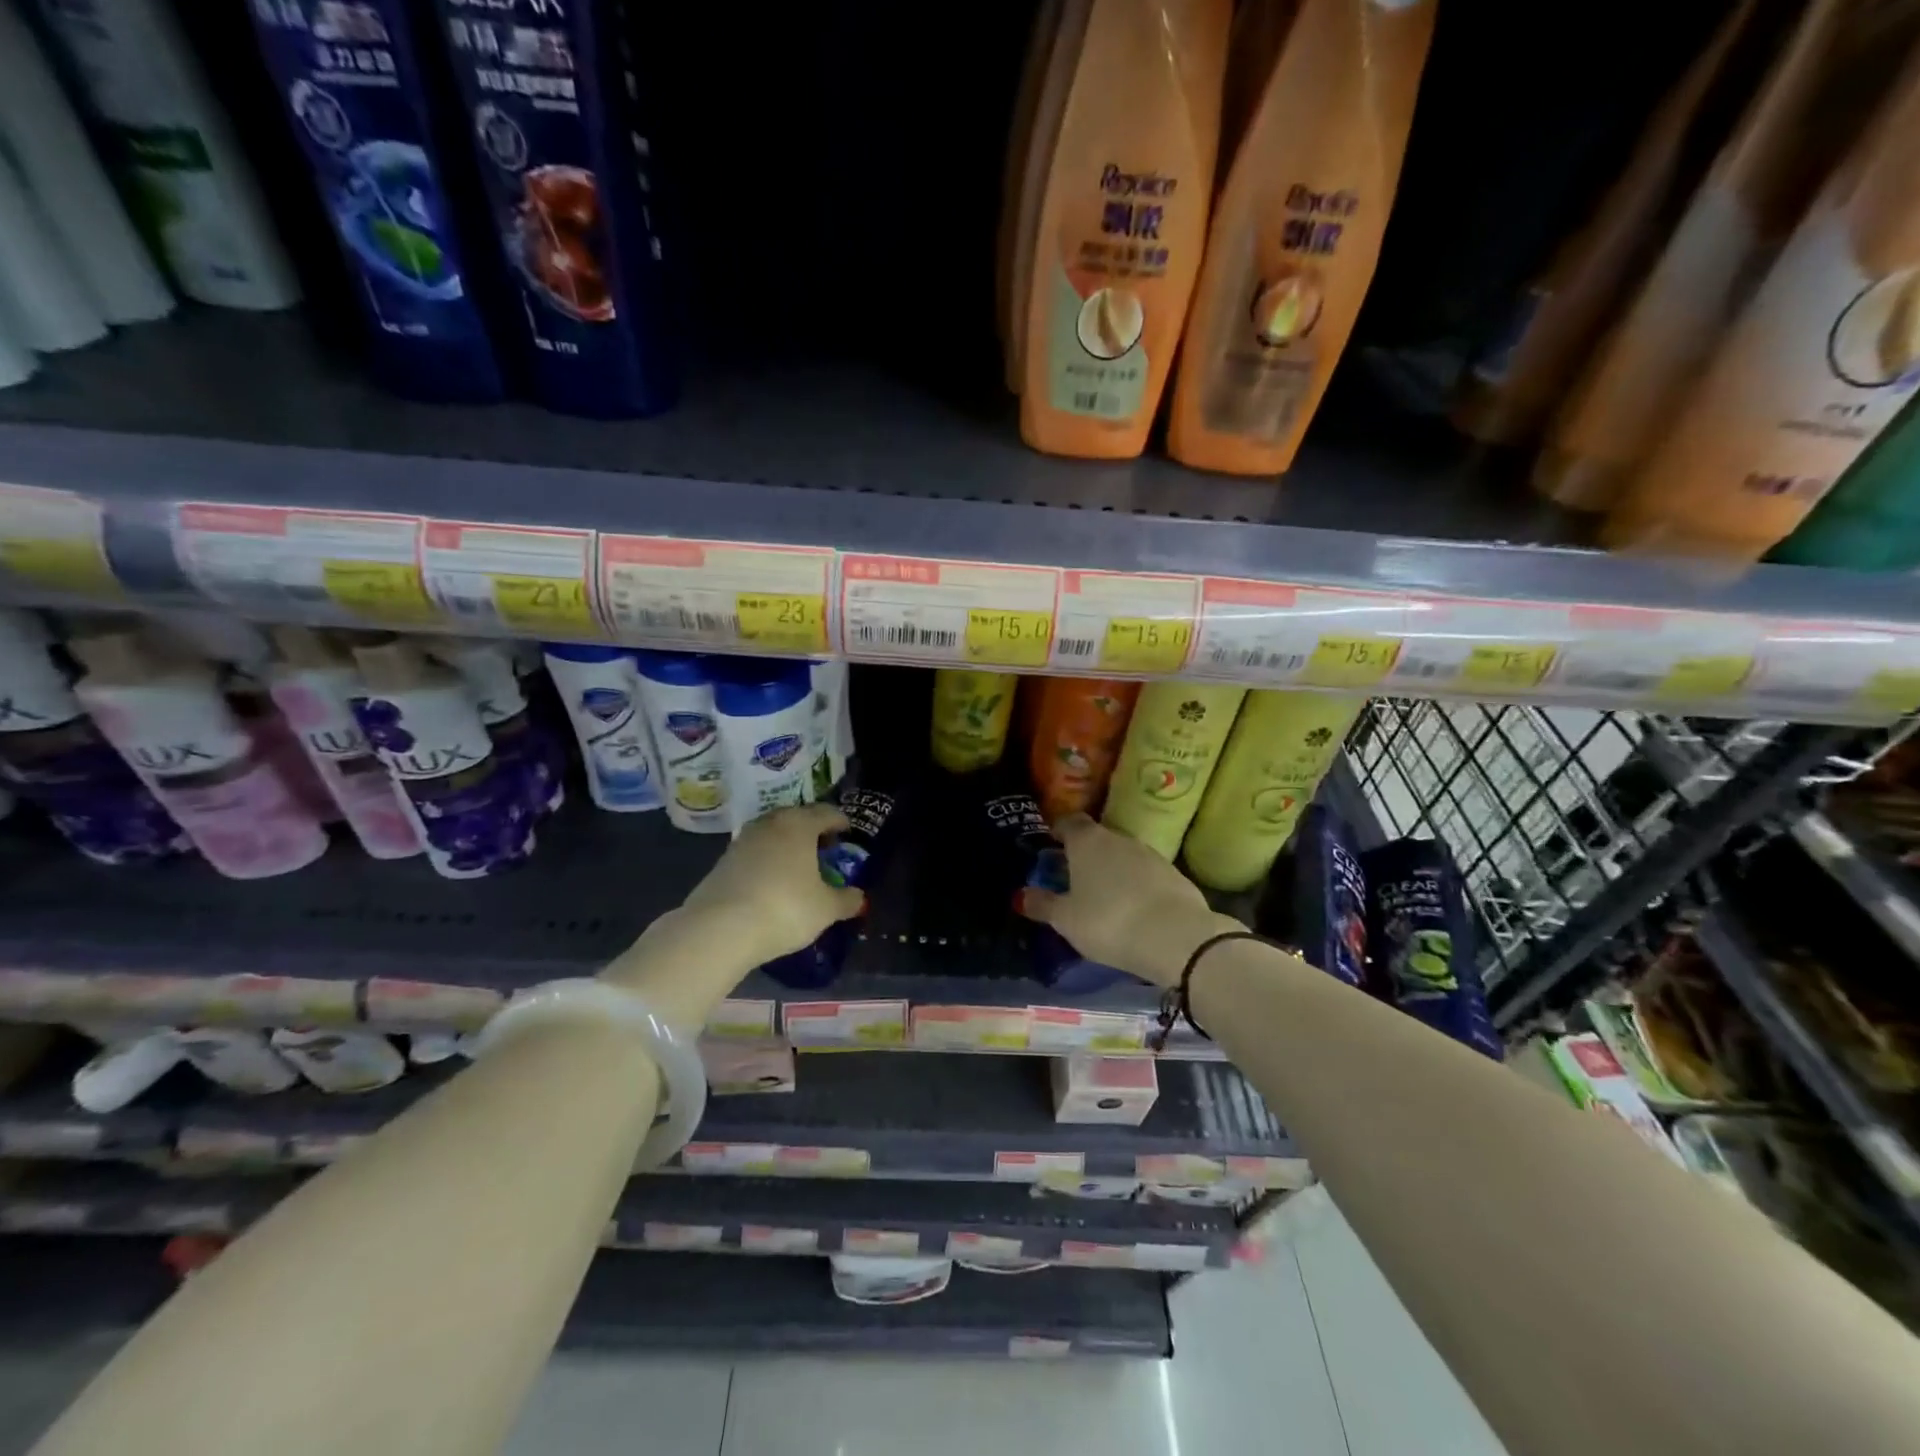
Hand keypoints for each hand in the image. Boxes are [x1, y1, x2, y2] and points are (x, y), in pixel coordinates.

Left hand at [681, 802, 865, 963]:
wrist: (720, 928)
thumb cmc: (785, 908)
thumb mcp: (826, 909)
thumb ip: (846, 900)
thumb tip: (859, 897)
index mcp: (799, 825)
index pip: (826, 812)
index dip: (840, 821)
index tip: (848, 832)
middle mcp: (770, 824)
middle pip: (796, 818)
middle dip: (812, 830)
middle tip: (825, 848)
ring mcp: (742, 841)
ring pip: (772, 834)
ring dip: (787, 844)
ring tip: (798, 865)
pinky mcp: (722, 861)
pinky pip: (754, 853)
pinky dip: (767, 860)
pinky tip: (772, 881)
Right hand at [1018, 814, 1243, 987]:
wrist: (1176, 937)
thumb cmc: (1108, 921)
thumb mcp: (1066, 920)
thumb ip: (1042, 904)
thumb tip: (1020, 895)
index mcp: (1087, 841)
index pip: (1069, 822)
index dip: (1058, 831)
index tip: (1050, 844)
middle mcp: (1118, 838)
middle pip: (1097, 838)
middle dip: (1084, 854)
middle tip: (1072, 876)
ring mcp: (1150, 854)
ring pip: (1123, 855)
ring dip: (1112, 869)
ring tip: (1103, 895)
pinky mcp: (1175, 874)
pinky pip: (1146, 874)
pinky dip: (1136, 885)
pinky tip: (1133, 907)